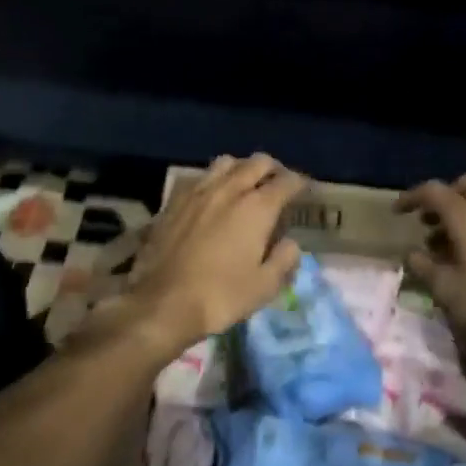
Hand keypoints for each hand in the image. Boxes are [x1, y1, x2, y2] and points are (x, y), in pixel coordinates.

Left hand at [122, 154, 308, 358]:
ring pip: (226, 162)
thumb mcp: (264, 287)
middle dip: (273, 169)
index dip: (299, 183)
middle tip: (277, 183)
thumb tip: (291, 243)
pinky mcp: (174, 200)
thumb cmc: (220, 296)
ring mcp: (198, 191)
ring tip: (244, 184)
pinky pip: (199, 177)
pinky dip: (212, 180)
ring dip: (241, 168)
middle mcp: (229, 189)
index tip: (304, 190)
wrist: (161, 302)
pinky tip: (211, 196)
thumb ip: (284, 260)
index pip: (287, 181)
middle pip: (257, 162)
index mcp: (257, 207)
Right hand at [397, 174, 465, 365]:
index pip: (434, 191)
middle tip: (428, 220)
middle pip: (465, 185)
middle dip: (445, 197)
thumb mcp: (447, 290)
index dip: (412, 197)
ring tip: (443, 244)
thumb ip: (424, 267)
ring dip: (462, 213)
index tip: (397, 212)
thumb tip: (411, 254)